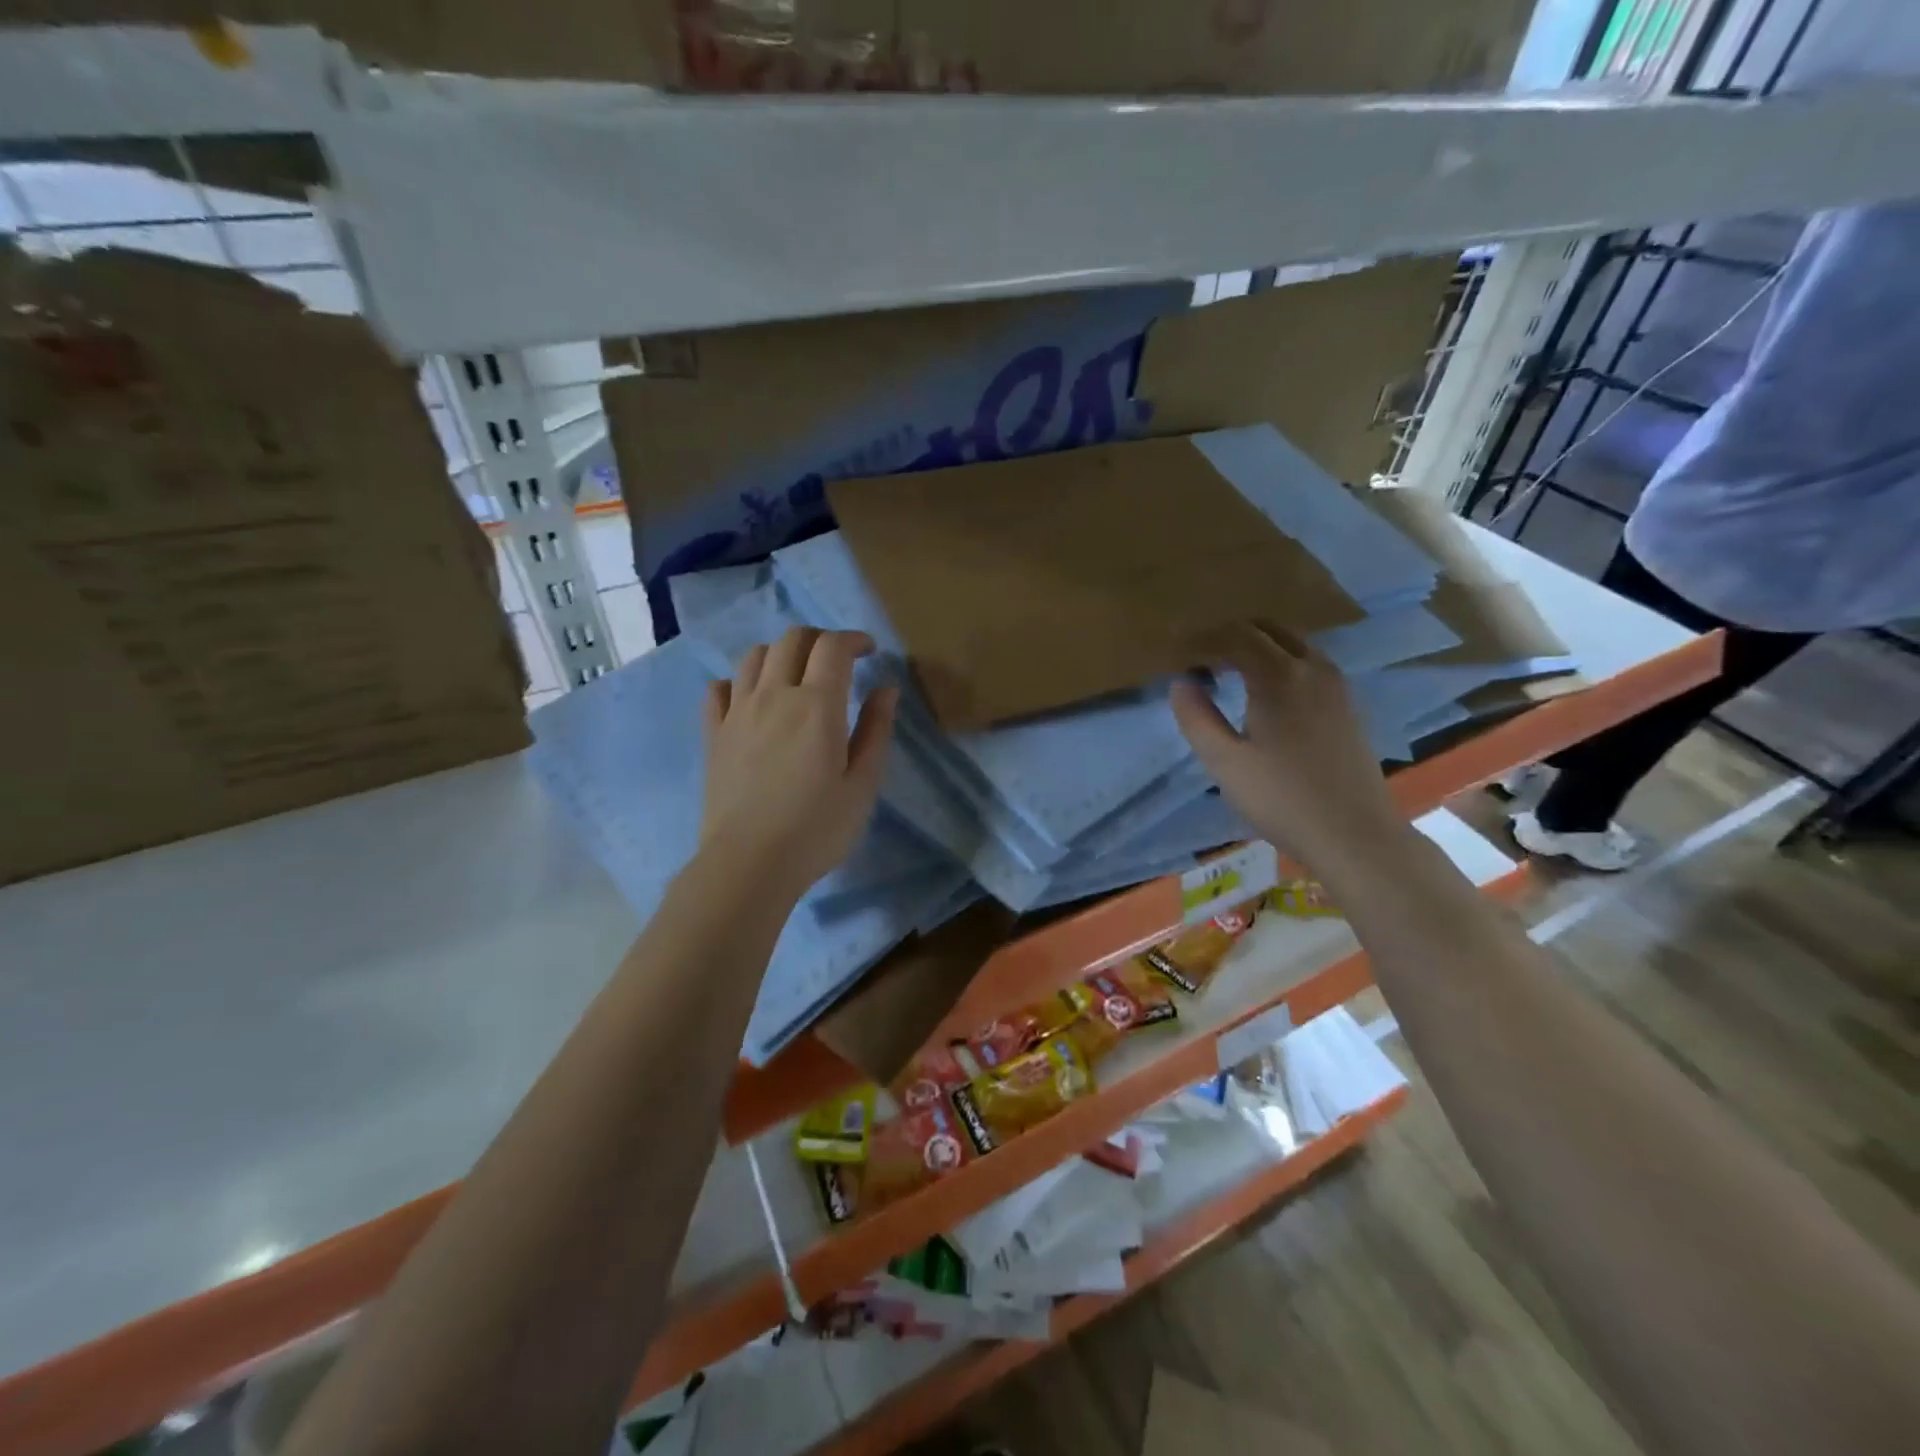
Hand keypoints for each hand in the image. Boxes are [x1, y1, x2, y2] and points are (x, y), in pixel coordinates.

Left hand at [699, 626, 897, 902]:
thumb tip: (886, 688)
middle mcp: (774, 695)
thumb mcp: (863, 784)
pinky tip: (751, 698)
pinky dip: (739, 681)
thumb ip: (876, 730)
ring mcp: (738, 712)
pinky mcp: (714, 734)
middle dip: (819, 639)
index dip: (853, 639)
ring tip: (796, 675)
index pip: (832, 646)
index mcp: (817, 704)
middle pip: (791, 639)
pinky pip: (719, 689)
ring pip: (754, 656)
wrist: (749, 864)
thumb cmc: (817, 828)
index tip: (870, 652)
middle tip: (837, 660)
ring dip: (780, 653)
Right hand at [1170, 623, 1409, 884]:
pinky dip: (1282, 662)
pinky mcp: (1348, 704)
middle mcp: (1312, 668)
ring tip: (1230, 674)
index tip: (1179, 655)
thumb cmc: (1280, 798)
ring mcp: (1336, 685)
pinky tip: (1267, 695)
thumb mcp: (1224, 763)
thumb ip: (1197, 717)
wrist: (1353, 833)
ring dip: (1259, 647)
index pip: (1235, 636)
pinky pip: (1310, 663)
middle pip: (1268, 629)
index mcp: (1278, 676)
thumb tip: (1180, 682)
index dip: (1203, 641)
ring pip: (1293, 643)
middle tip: (1201, 660)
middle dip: (1231, 636)